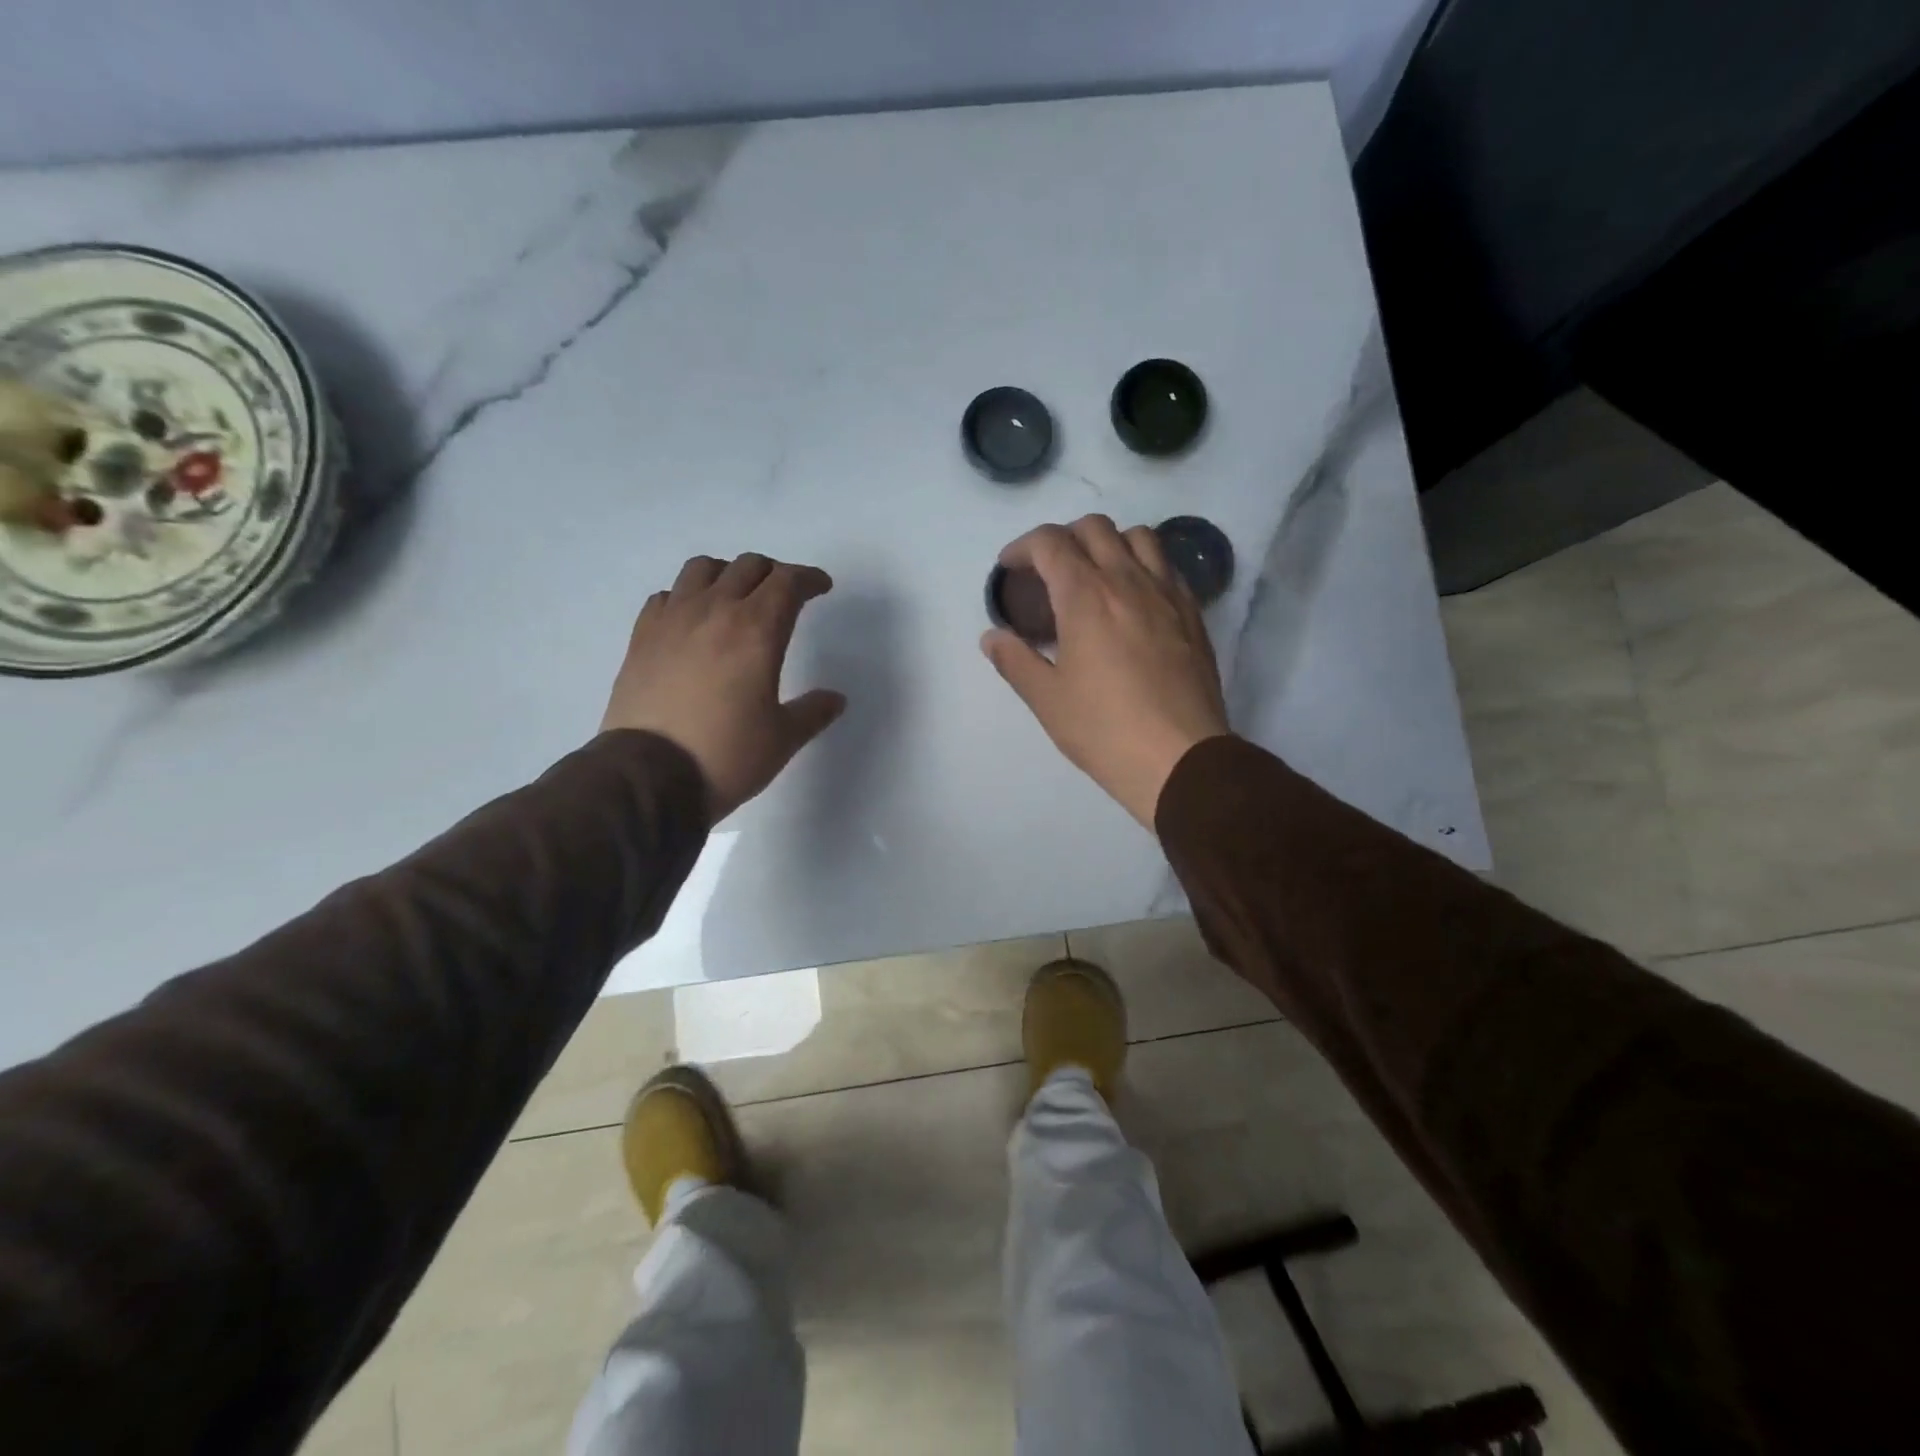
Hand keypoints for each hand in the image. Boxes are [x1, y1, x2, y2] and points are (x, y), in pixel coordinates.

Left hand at [602, 553, 846, 821]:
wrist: (649, 777)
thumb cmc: (726, 756)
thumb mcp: (782, 739)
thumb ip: (813, 712)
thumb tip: (835, 699)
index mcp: (757, 631)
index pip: (788, 582)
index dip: (809, 578)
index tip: (820, 587)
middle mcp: (714, 611)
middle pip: (748, 566)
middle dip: (774, 573)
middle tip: (785, 595)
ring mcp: (672, 620)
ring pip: (703, 568)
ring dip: (728, 574)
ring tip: (736, 598)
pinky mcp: (642, 636)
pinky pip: (668, 596)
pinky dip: (687, 597)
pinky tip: (693, 621)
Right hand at [981, 515, 1230, 827]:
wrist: (1180, 759)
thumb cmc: (1104, 730)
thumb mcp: (1047, 700)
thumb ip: (1014, 661)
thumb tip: (990, 637)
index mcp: (1085, 596)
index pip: (1049, 543)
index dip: (1022, 548)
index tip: (1010, 568)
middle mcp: (1127, 581)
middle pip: (1094, 528)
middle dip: (1063, 538)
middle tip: (1048, 571)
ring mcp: (1166, 594)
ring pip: (1138, 537)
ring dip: (1108, 543)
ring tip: (1095, 575)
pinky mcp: (1193, 614)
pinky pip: (1168, 566)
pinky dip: (1143, 565)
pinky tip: (1134, 599)